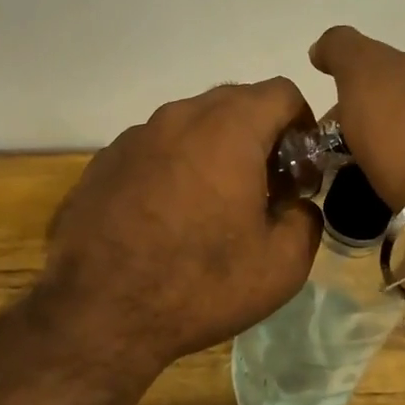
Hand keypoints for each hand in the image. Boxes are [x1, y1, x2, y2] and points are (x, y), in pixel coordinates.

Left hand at [40, 80, 323, 369]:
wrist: (99, 312)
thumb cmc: (199, 284)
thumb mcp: (281, 265)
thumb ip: (306, 219)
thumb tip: (296, 205)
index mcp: (228, 129)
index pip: (281, 93)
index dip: (302, 125)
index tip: (299, 168)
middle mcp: (179, 117)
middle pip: (235, 102)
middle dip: (260, 135)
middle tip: (264, 188)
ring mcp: (135, 136)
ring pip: (191, 125)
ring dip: (214, 150)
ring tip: (213, 205)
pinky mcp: (104, 161)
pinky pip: (155, 148)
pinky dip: (174, 166)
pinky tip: (167, 216)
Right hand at [310, 26, 404, 267]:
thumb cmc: (403, 136)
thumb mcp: (363, 76)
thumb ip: (342, 50)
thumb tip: (322, 47)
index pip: (372, 65)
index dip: (344, 89)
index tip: (326, 125)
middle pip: (392, 97)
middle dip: (366, 116)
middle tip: (340, 151)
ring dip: (389, 142)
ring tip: (368, 172)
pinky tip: (400, 185)